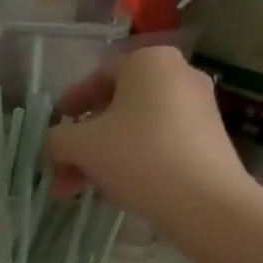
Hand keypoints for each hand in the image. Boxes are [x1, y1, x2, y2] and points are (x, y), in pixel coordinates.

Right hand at [46, 46, 253, 228]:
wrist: (205, 201)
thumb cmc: (137, 156)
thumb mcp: (80, 146)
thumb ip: (57, 139)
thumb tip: (57, 144)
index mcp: (148, 62)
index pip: (98, 76)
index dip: (70, 104)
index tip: (55, 129)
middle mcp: (178, 75)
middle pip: (115, 107)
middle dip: (82, 142)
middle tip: (61, 170)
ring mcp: (197, 108)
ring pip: (134, 129)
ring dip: (101, 157)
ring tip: (79, 190)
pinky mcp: (207, 139)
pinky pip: (157, 143)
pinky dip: (131, 161)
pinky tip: (113, 190)